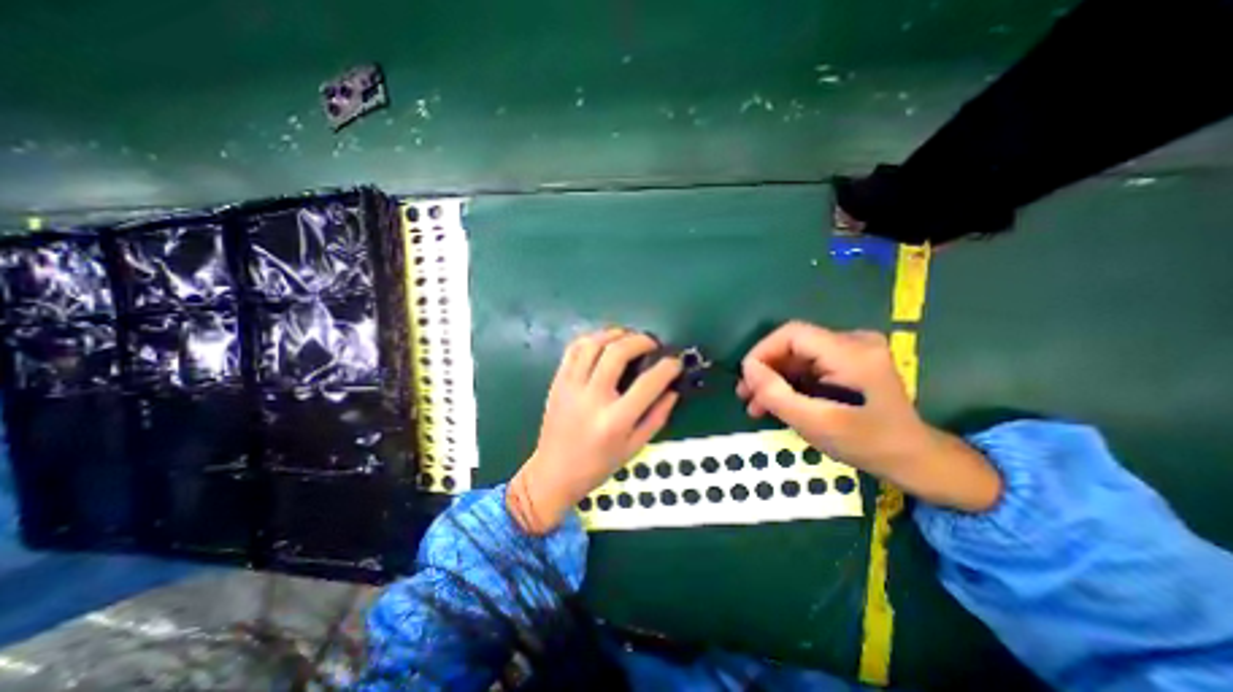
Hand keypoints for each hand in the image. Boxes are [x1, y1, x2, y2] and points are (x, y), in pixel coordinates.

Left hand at [512, 329, 682, 534]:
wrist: (554, 473)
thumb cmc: (598, 465)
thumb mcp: (634, 447)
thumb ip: (657, 417)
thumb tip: (673, 390)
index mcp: (615, 420)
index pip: (648, 383)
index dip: (667, 367)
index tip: (675, 362)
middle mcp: (592, 398)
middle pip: (617, 352)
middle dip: (640, 340)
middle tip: (652, 343)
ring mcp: (571, 387)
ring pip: (593, 344)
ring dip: (615, 333)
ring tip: (628, 337)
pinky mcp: (557, 382)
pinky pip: (573, 350)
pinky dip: (591, 339)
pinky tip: (603, 342)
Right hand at [735, 322, 993, 511]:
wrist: (914, 459)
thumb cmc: (868, 445)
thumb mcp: (817, 424)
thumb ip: (777, 394)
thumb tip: (747, 368)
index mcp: (851, 353)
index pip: (792, 334)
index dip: (762, 351)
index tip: (746, 378)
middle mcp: (854, 342)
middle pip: (793, 345)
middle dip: (766, 370)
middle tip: (745, 396)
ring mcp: (853, 351)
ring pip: (798, 357)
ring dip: (774, 379)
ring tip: (755, 405)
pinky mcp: (850, 362)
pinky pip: (809, 366)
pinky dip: (790, 383)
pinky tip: (776, 402)